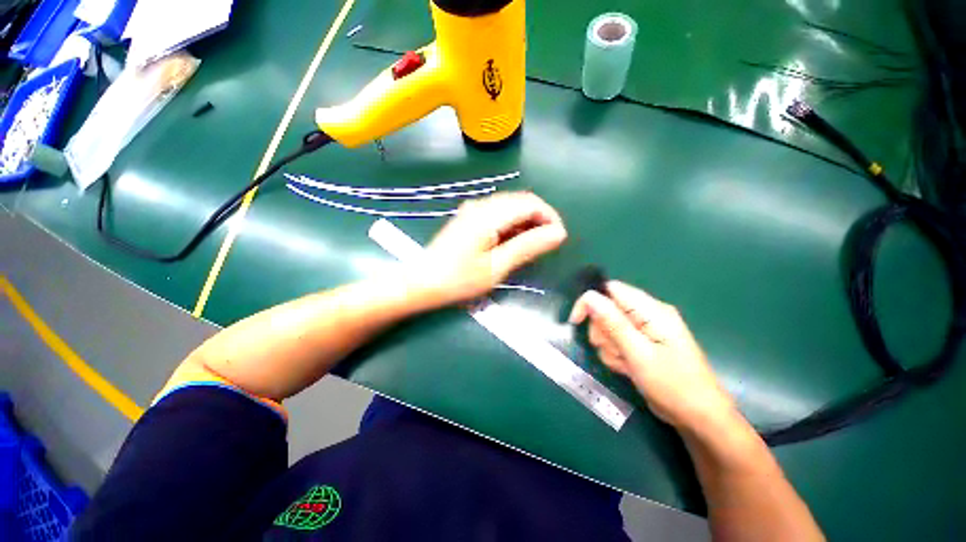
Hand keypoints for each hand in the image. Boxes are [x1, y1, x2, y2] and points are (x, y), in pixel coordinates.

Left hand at [416, 192, 566, 304]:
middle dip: (540, 219)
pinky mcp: (469, 218)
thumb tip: (558, 233)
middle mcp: (481, 205)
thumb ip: (528, 247)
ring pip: (510, 207)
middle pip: (521, 201)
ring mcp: (473, 210)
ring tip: (531, 246)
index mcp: (489, 214)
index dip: (550, 217)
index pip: (531, 203)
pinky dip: (511, 224)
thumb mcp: (497, 267)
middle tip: (547, 244)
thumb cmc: (458, 280)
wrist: (421, 282)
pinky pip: (498, 213)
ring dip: (526, 222)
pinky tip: (511, 242)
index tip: (559, 238)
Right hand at [569, 281, 735, 430]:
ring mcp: (644, 331)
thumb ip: (613, 323)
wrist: (698, 418)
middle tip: (615, 350)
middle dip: (602, 331)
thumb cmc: (673, 384)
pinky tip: (628, 369)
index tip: (576, 321)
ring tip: (625, 363)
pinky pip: (616, 342)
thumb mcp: (639, 353)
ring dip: (609, 347)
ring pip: (608, 328)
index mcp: (651, 310)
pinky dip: (616, 355)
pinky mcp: (641, 344)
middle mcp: (647, 315)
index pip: (611, 290)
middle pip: (607, 310)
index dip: (590, 301)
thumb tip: (590, 296)